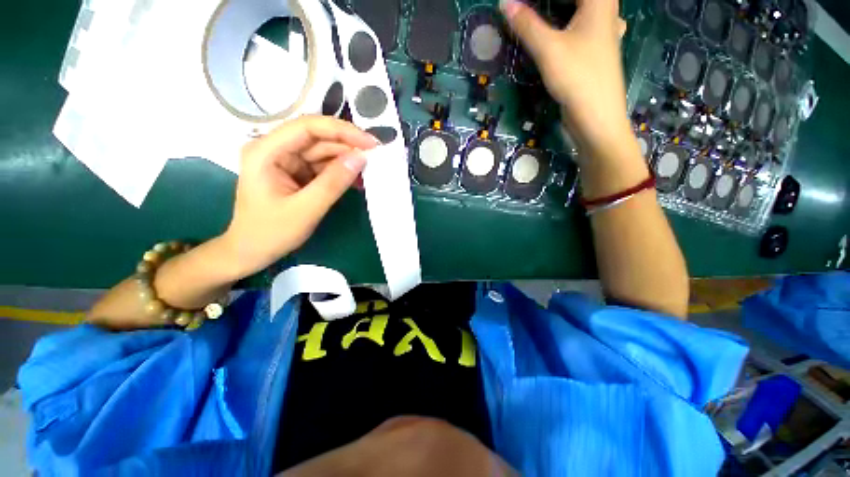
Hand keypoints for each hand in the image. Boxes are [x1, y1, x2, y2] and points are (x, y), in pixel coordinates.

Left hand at [222, 116, 378, 277]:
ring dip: (346, 160)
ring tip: (369, 170)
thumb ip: (333, 183)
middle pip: (317, 138)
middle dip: (347, 146)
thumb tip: (361, 158)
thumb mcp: (306, 209)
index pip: (308, 128)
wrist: (251, 251)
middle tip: (376, 157)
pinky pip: (322, 166)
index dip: (342, 131)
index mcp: (266, 151)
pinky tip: (356, 180)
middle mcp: (275, 149)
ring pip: (322, 151)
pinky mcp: (295, 172)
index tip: (370, 143)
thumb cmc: (271, 233)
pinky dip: (340, 172)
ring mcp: (286, 160)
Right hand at [500, 0, 629, 156]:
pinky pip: (580, 26)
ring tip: (539, 13)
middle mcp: (605, 11)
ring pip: (581, 10)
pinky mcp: (595, 51)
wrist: (596, 118)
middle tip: (525, 7)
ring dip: (560, 10)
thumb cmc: (577, 78)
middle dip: (550, 3)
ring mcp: (603, 32)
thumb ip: (526, 25)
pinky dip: (567, 24)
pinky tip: (561, 30)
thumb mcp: (548, 49)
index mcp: (599, 1)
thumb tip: (505, 3)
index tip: (521, 3)